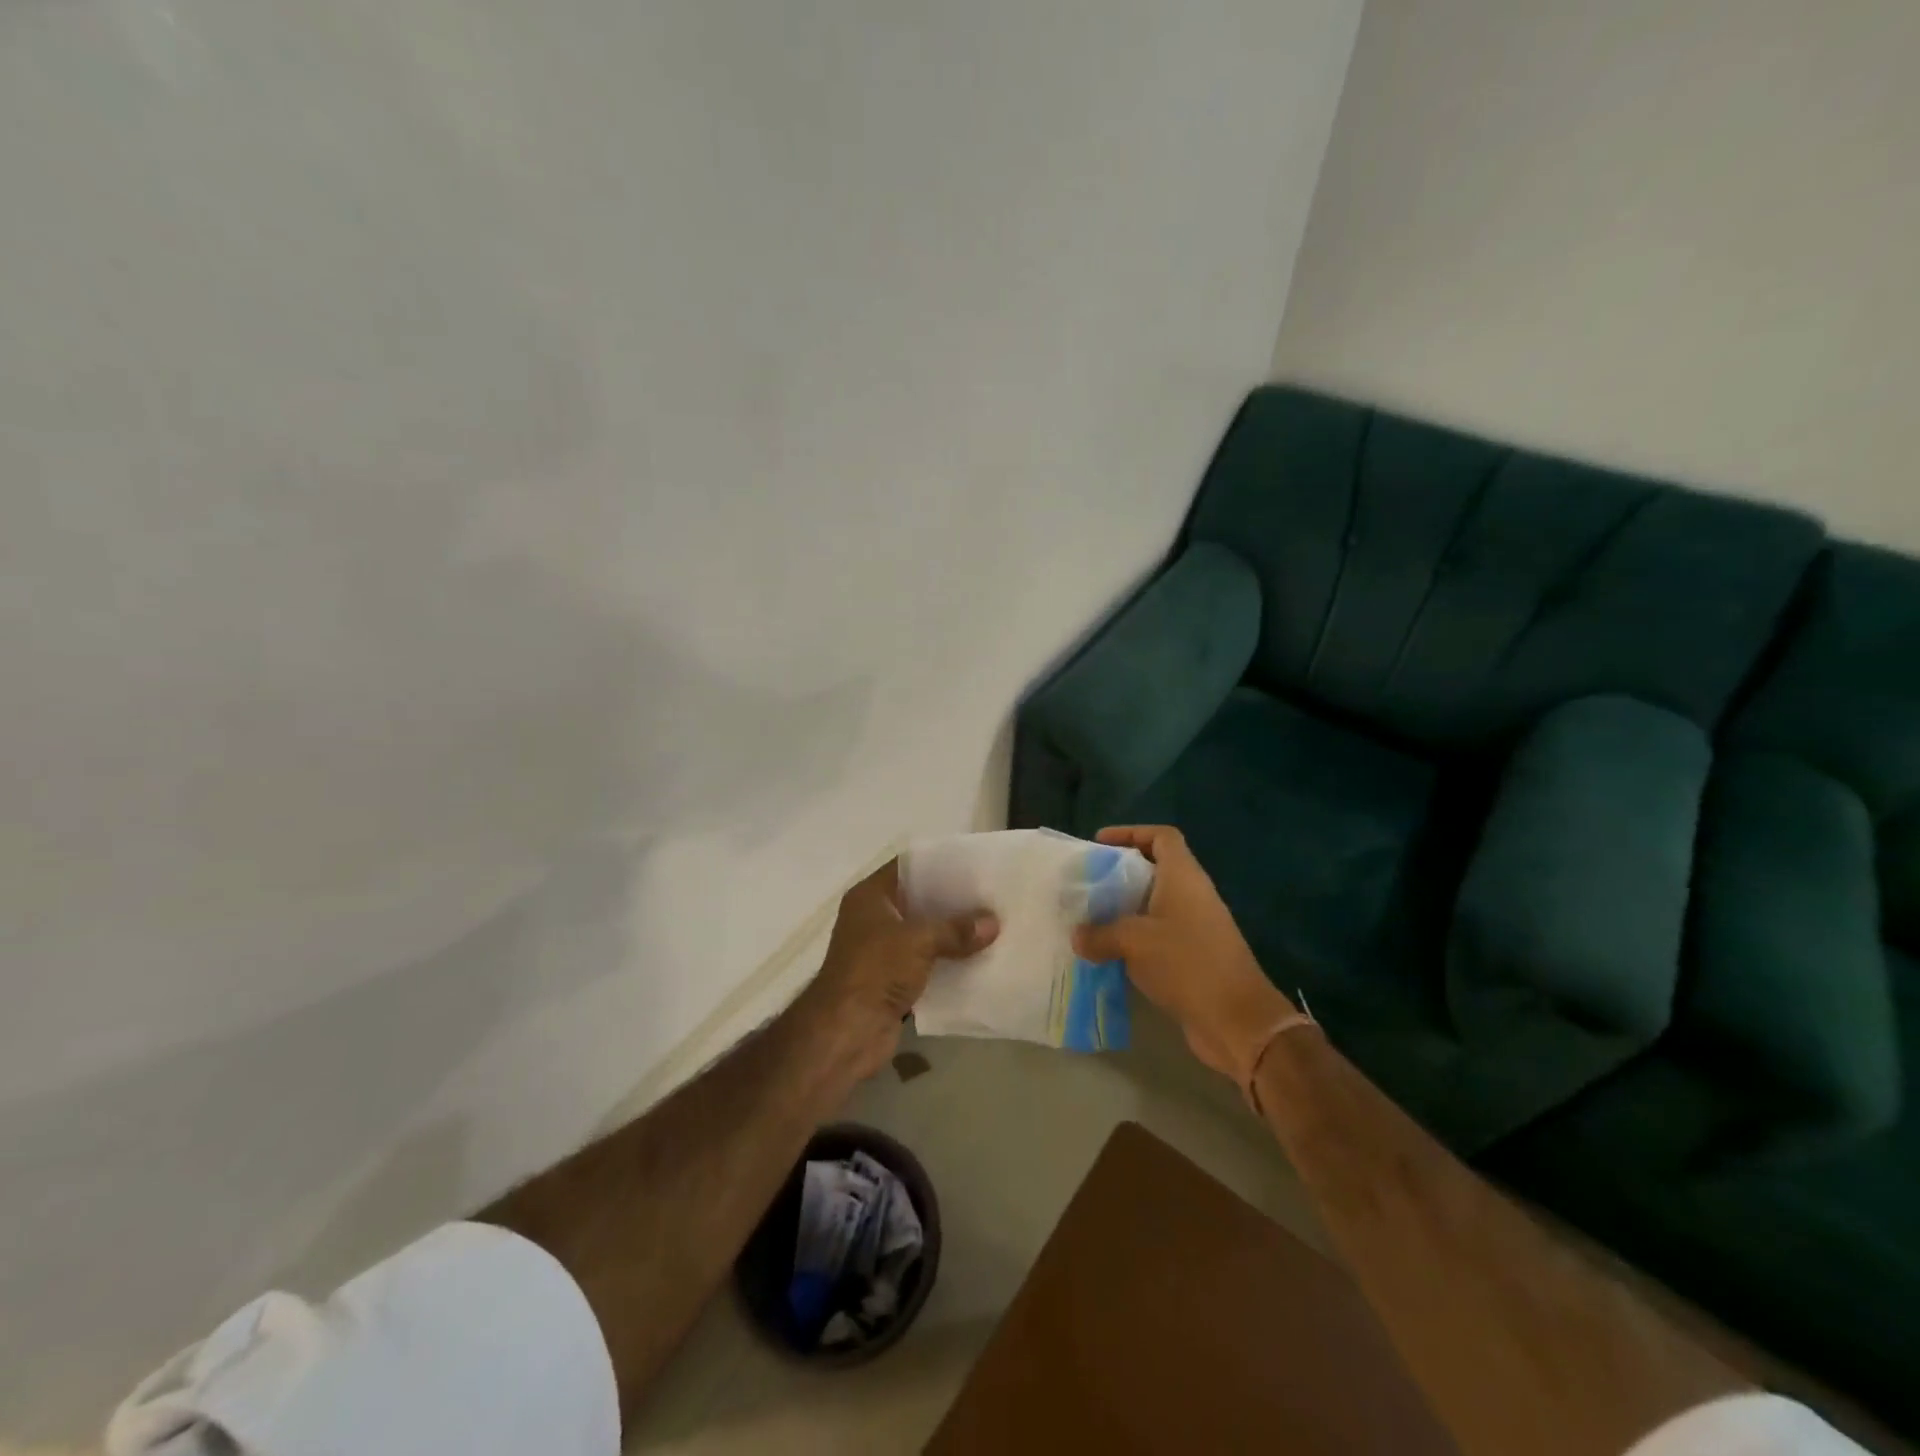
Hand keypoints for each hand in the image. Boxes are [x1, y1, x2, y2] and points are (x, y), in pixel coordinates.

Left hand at [799, 858, 998, 1080]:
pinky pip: (926, 963)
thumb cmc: (875, 970)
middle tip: (990, 896)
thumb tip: (993, 922)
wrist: (846, 1032)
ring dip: (952, 934)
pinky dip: (948, 962)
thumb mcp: (919, 940)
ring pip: (924, 934)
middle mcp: (874, 919)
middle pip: (919, 901)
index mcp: (870, 897)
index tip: (973, 865)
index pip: (908, 868)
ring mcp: (882, 951)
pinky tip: (978, 959)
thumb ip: (956, 929)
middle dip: (952, 901)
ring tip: (992, 925)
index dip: (939, 864)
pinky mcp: (892, 981)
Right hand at [1072, 825, 1297, 1086]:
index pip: (1162, 836)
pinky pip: (1157, 936)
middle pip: (1155, 869)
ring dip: (1123, 909)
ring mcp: (1195, 927)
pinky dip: (1133, 939)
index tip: (1100, 844)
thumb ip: (1100, 934)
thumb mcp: (1134, 942)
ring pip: (1154, 905)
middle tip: (1086, 884)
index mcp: (1183, 877)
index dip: (1131, 832)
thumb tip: (1077, 936)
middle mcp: (1192, 895)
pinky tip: (1107, 953)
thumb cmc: (1187, 964)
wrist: (1236, 1020)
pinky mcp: (1193, 957)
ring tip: (1089, 918)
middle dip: (1119, 874)